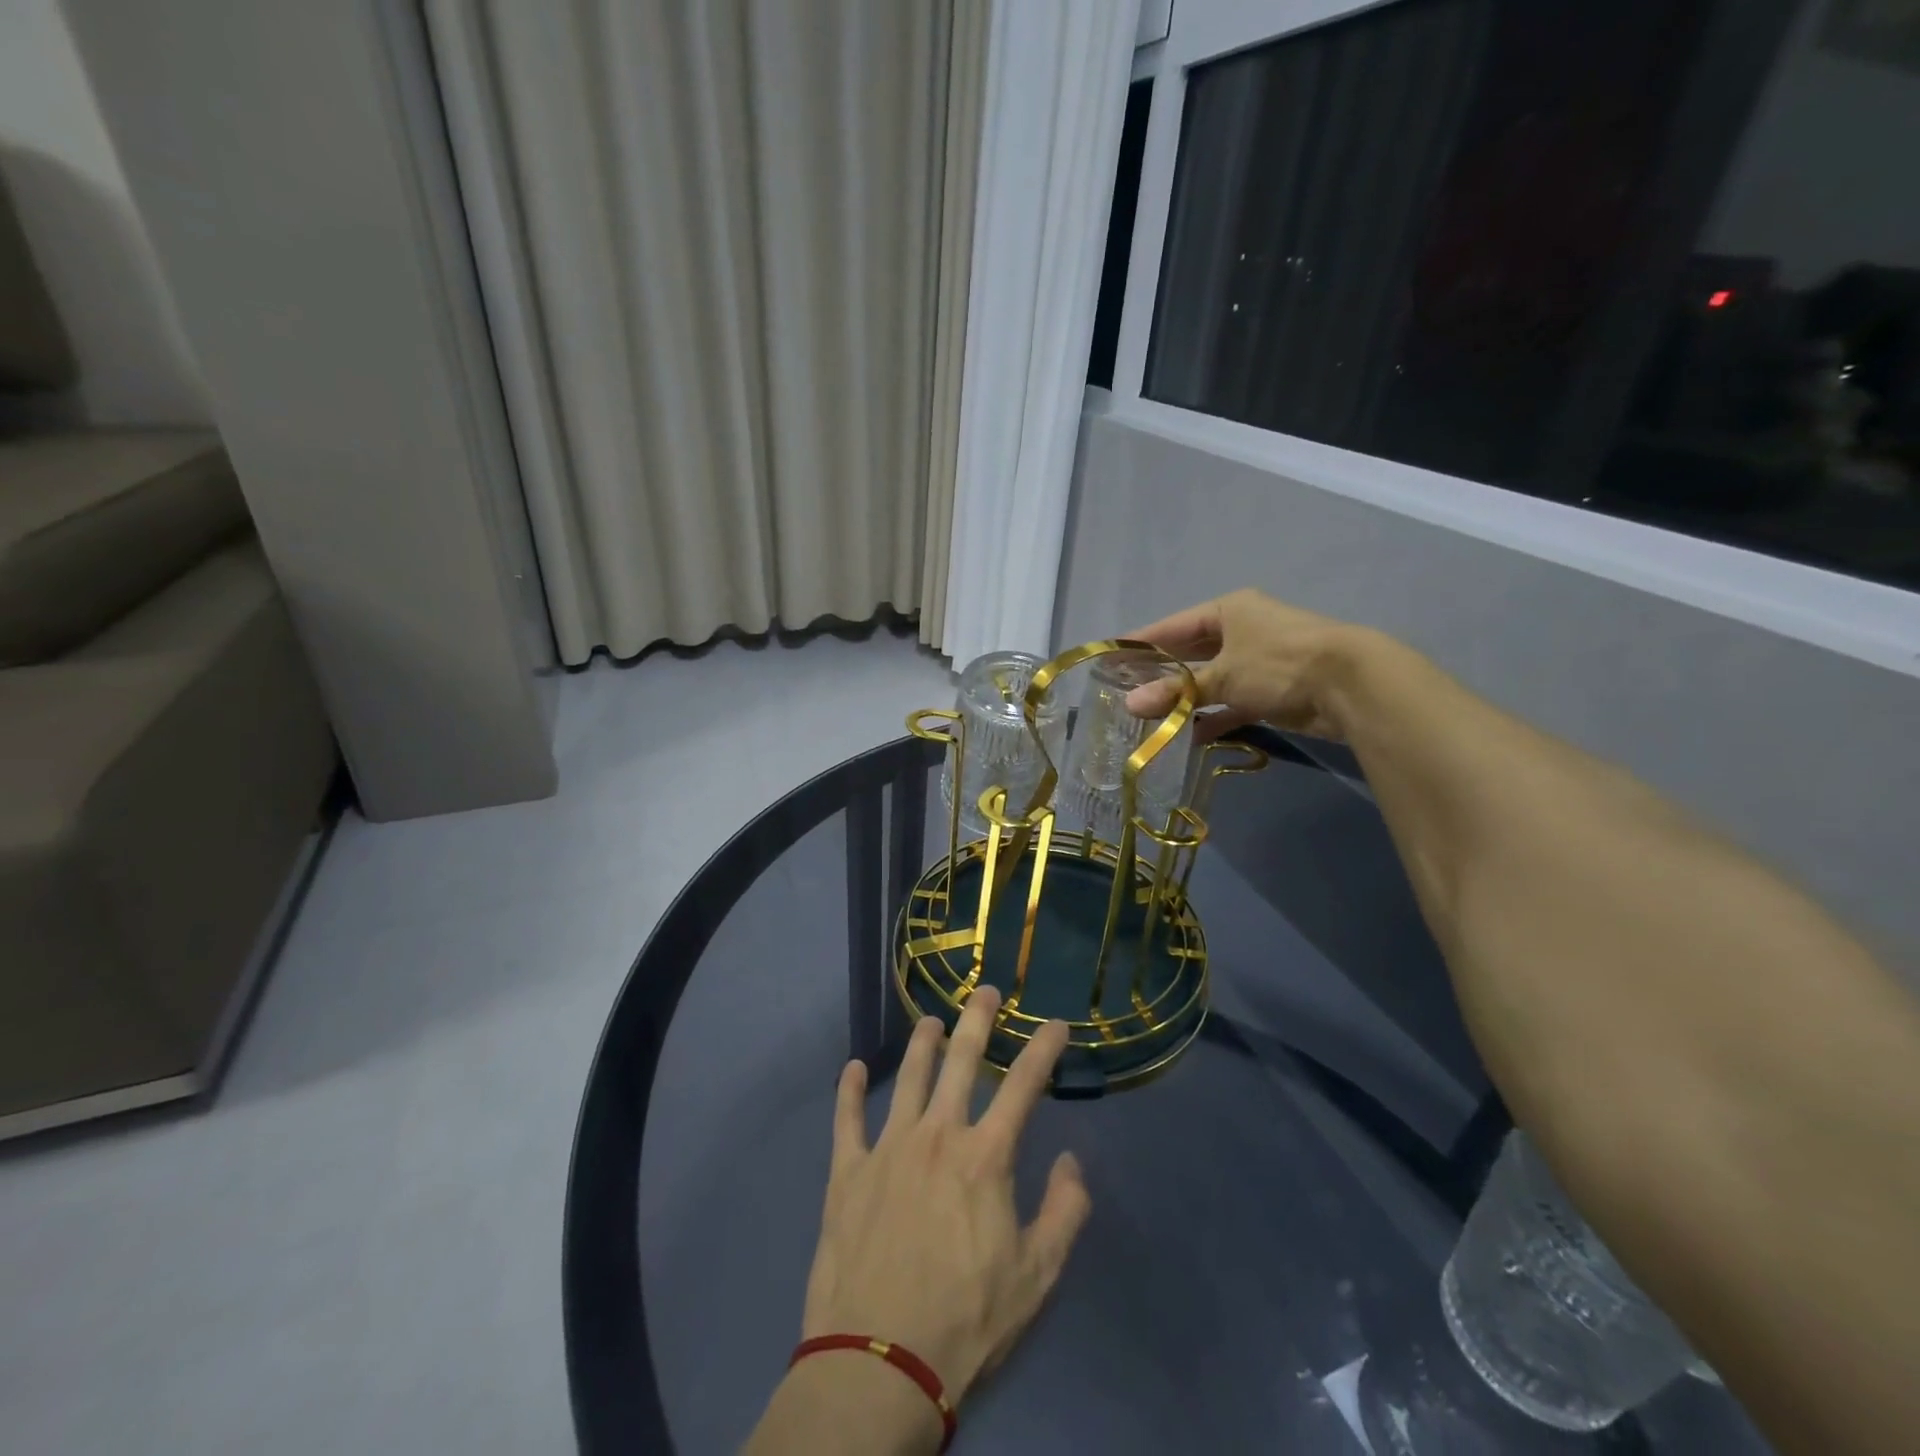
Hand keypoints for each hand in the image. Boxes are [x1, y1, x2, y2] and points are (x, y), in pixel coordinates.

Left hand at [801, 987, 1090, 1402]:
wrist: (878, 1363)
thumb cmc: (966, 1321)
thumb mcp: (1036, 1277)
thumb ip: (1064, 1212)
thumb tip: (1071, 1160)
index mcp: (984, 1156)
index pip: (1023, 1086)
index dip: (1042, 1049)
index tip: (1054, 1023)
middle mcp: (936, 1135)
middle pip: (960, 1061)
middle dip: (977, 1021)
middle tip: (986, 991)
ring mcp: (887, 1148)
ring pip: (906, 1077)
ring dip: (920, 1044)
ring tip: (930, 1022)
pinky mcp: (846, 1172)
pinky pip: (846, 1119)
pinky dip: (848, 1090)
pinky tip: (851, 1068)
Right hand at [1123, 588, 1365, 740]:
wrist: (1350, 684)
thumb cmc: (1278, 663)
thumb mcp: (1222, 675)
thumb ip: (1176, 691)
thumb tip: (1129, 704)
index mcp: (1229, 610)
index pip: (1174, 625)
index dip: (1143, 641)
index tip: (1112, 654)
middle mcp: (1243, 630)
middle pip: (1192, 652)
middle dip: (1162, 672)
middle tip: (1125, 688)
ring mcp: (1259, 661)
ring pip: (1212, 680)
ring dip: (1186, 698)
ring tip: (1149, 715)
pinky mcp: (1273, 690)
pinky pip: (1233, 702)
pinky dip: (1214, 717)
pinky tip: (1188, 736)